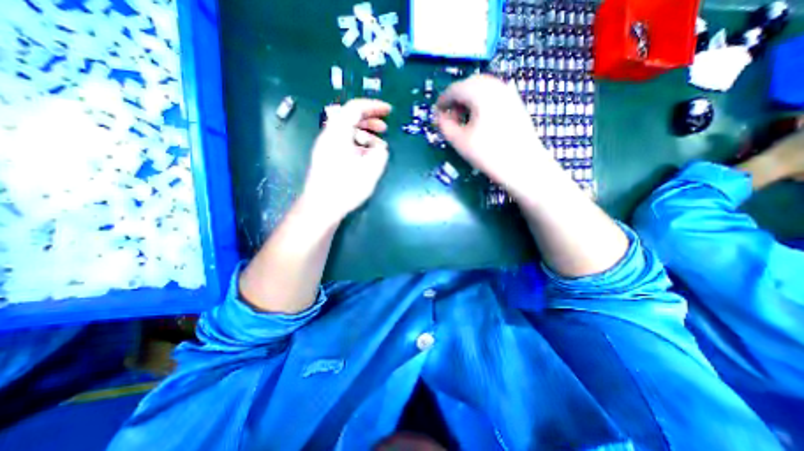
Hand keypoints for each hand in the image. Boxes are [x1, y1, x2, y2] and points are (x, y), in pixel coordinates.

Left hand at [301, 99, 392, 223]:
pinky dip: (358, 145)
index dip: (374, 106)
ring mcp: (327, 147)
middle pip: (350, 118)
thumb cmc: (345, 188)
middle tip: (385, 127)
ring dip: (365, 134)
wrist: (321, 207)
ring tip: (379, 146)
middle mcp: (330, 136)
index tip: (389, 110)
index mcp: (338, 133)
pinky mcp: (327, 158)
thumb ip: (379, 155)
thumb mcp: (369, 171)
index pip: (355, 108)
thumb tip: (380, 149)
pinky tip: (367, 157)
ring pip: (347, 132)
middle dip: (370, 120)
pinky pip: (344, 143)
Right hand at [438, 73, 549, 192]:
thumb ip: (445, 125)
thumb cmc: (488, 153)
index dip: (442, 100)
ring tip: (464, 120)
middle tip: (450, 117)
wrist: (523, 165)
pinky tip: (479, 119)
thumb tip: (440, 116)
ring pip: (482, 88)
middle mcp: (495, 85)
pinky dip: (481, 102)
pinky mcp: (515, 102)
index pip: (455, 89)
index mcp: (480, 92)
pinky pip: (493, 95)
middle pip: (469, 84)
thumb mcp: (459, 141)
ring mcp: (508, 93)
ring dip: (469, 100)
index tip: (436, 113)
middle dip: (456, 99)